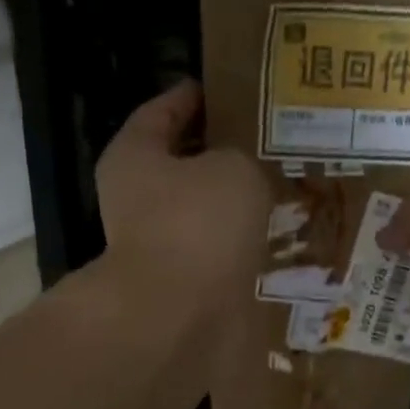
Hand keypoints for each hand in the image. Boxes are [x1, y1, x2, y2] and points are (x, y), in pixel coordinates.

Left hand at [96, 81, 269, 310]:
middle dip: (216, 156)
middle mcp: (135, 201)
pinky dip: (237, 248)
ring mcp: (156, 248)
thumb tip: (243, 174)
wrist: (179, 317)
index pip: (161, 111)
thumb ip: (241, 159)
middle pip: (179, 167)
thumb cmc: (198, 225)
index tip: (221, 91)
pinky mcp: (180, 287)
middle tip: (260, 143)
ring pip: (199, 215)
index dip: (192, 97)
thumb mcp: (233, 169)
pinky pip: (215, 255)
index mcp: (134, 156)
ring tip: (275, 193)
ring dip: (231, 207)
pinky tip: (270, 241)